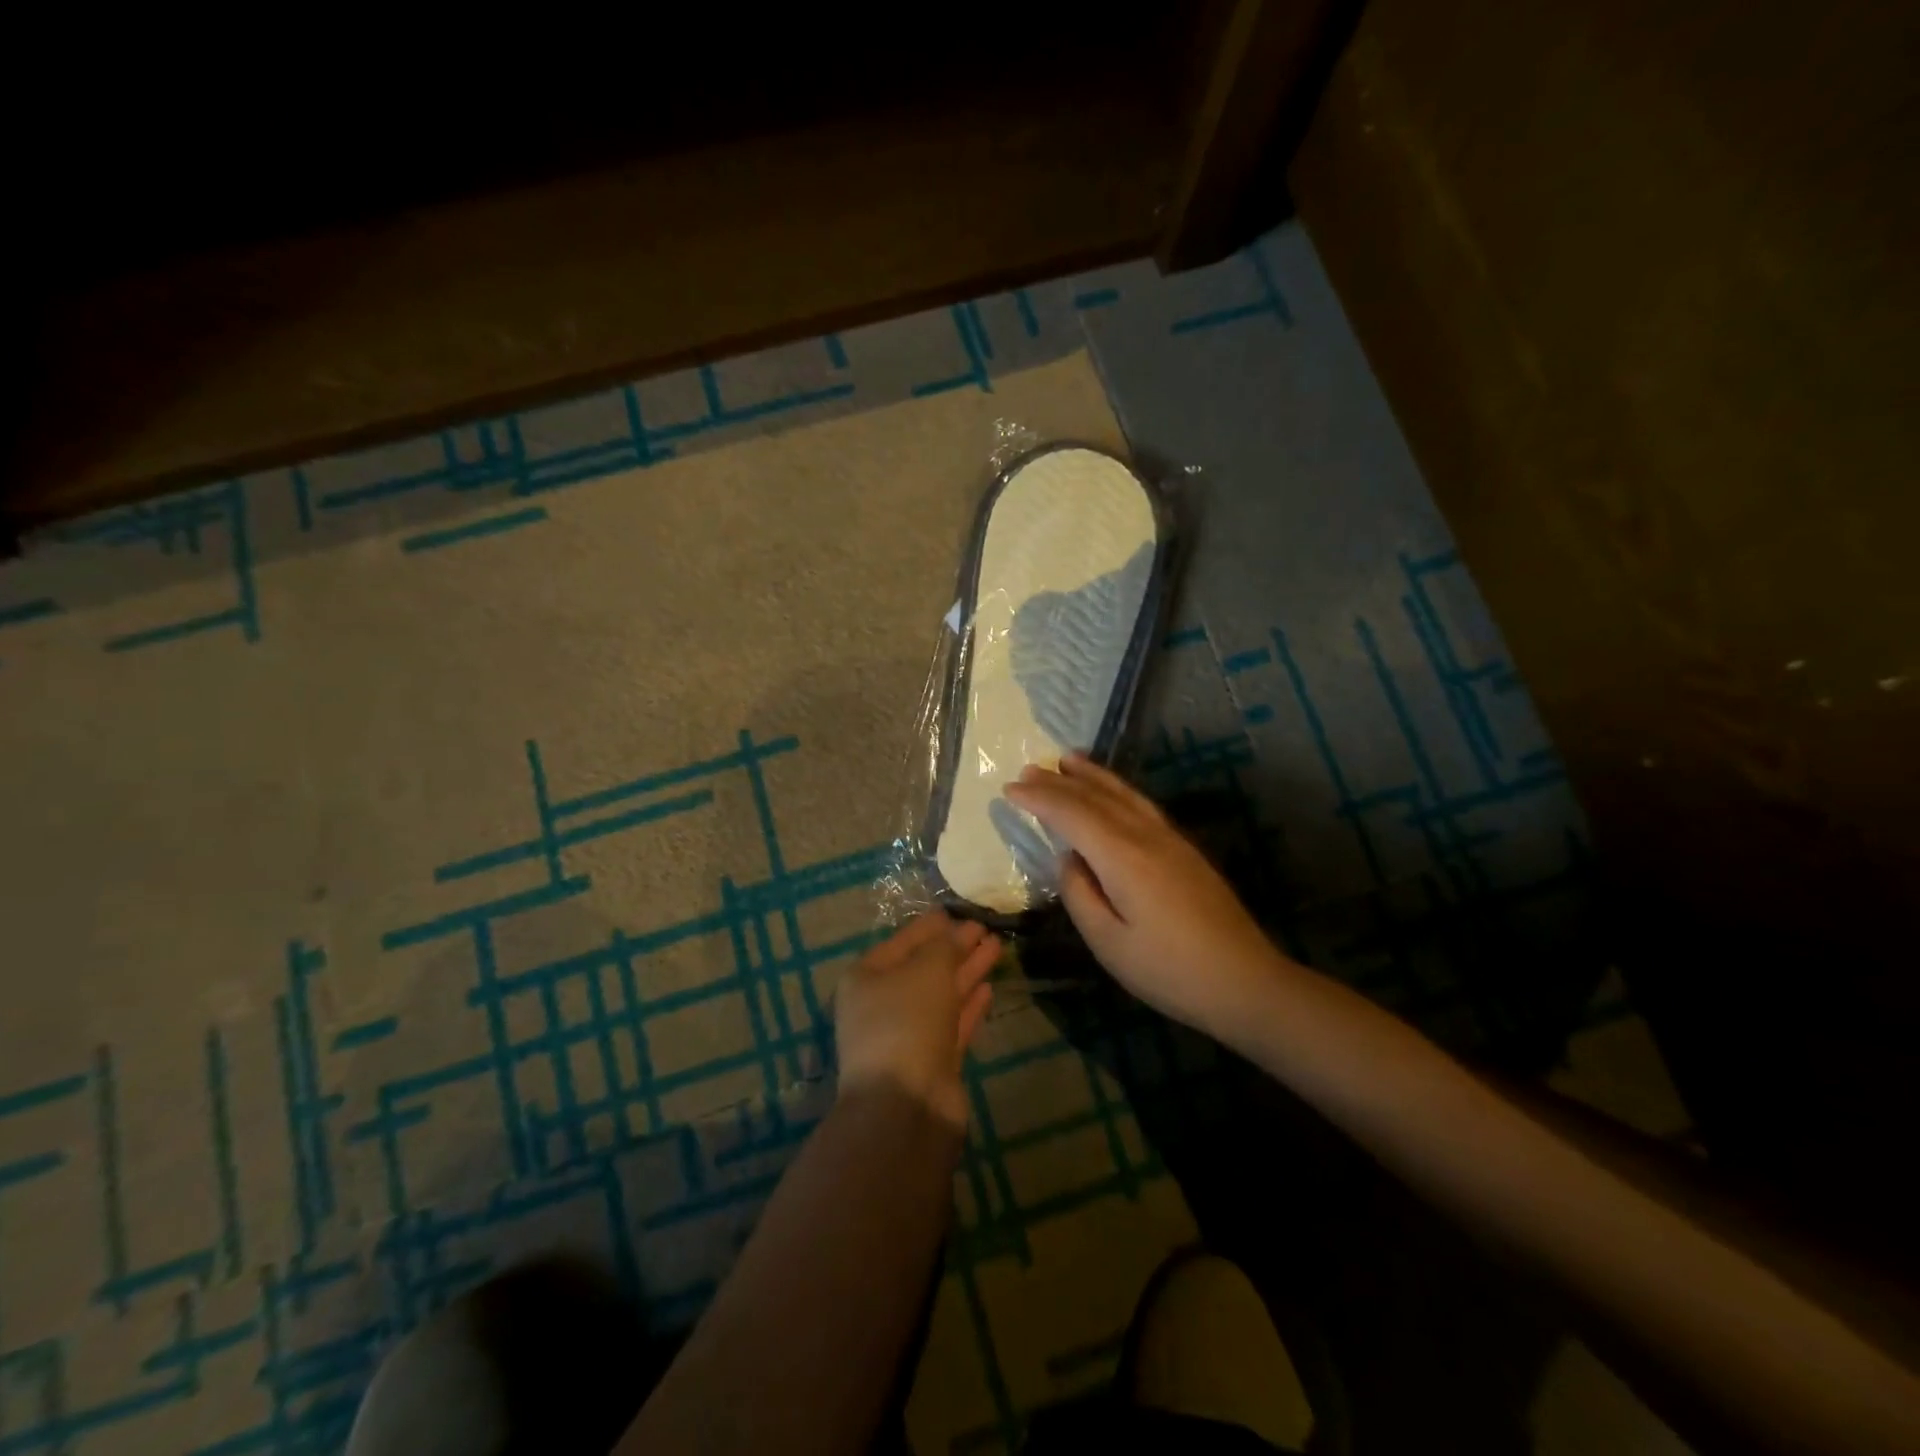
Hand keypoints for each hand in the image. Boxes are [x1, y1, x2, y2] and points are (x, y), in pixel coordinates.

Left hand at [834, 912, 998, 1130]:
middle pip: (924, 968)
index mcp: (865, 978)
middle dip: (955, 948)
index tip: (957, 912)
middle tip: (986, 928)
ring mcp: (906, 1036)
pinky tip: (989, 988)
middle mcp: (881, 1005)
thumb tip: (959, 930)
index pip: (902, 941)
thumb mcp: (927, 969)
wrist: (906, 1104)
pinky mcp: (931, 1062)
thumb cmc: (907, 1020)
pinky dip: (969, 1005)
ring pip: (941, 995)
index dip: (931, 926)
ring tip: (996, 948)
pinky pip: (952, 1023)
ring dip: (967, 972)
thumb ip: (946, 945)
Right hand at [1002, 754, 1292, 1036]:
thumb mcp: (1109, 943)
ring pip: (1123, 795)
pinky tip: (1112, 793)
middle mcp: (1146, 836)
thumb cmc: (1169, 971)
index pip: (1072, 815)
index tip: (1009, 789)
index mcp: (1123, 857)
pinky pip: (1140, 804)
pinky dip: (1117, 790)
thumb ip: (1079, 895)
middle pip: (1096, 798)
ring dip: (1092, 776)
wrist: (1244, 981)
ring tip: (1067, 760)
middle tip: (1028, 769)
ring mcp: (1169, 839)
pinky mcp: (1183, 850)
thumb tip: (1069, 860)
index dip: (1039, 799)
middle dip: (1059, 782)